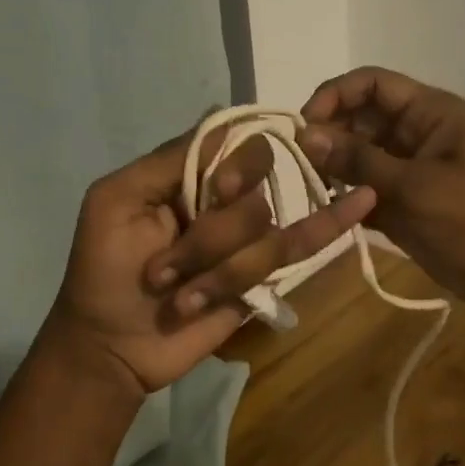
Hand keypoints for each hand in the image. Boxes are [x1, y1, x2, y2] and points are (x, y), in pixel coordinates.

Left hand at [40, 123, 377, 402]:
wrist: (112, 347)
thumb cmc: (101, 273)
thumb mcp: (114, 202)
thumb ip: (169, 161)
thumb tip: (223, 118)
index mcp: (190, 177)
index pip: (236, 144)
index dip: (237, 165)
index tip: (218, 192)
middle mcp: (223, 200)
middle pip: (256, 191)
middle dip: (213, 236)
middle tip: (167, 268)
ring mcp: (246, 239)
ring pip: (266, 233)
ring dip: (217, 274)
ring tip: (178, 299)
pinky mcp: (263, 277)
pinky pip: (299, 249)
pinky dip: (331, 225)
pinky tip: (362, 203)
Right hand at [298, 67, 464, 320]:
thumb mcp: (415, 187)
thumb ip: (359, 160)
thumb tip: (306, 134)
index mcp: (428, 113)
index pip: (370, 84)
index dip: (334, 95)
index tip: (305, 124)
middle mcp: (413, 133)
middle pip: (358, 117)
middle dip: (328, 134)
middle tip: (302, 163)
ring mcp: (406, 168)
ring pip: (356, 154)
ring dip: (332, 167)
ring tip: (313, 188)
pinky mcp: (400, 201)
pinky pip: (362, 188)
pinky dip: (344, 196)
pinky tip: (327, 210)